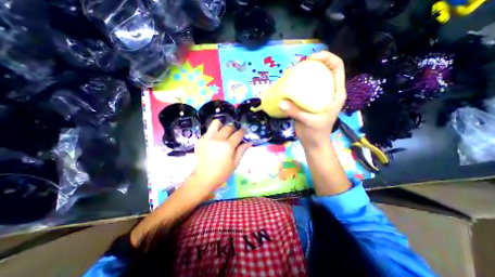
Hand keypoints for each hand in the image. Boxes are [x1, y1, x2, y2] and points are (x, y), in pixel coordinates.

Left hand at [189, 121, 252, 197]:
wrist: (204, 178)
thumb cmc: (222, 172)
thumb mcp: (235, 163)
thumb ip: (242, 150)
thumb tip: (249, 142)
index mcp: (228, 145)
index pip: (238, 134)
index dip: (242, 131)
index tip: (244, 130)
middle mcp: (218, 139)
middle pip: (228, 127)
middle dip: (233, 129)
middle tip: (234, 134)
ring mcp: (208, 138)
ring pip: (216, 123)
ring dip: (222, 126)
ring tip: (223, 132)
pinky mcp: (200, 140)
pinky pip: (208, 131)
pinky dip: (213, 133)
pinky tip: (214, 140)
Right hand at [278, 52, 344, 151]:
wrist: (313, 143)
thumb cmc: (317, 134)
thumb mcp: (309, 122)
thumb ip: (296, 112)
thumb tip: (281, 102)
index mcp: (336, 94)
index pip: (337, 67)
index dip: (327, 58)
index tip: (310, 59)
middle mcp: (328, 92)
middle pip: (324, 70)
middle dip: (313, 63)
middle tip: (298, 66)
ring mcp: (318, 97)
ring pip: (313, 79)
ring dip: (304, 74)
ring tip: (291, 74)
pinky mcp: (309, 102)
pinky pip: (304, 89)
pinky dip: (297, 85)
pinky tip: (288, 86)